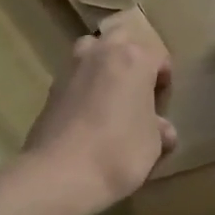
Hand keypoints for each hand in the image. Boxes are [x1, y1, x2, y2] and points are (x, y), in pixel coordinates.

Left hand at [24, 10, 176, 214]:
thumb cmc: (119, 153)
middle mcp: (102, 52)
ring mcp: (72, 67)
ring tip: (109, 94)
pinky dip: (83, 85)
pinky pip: (74, 76)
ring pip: (91, 50)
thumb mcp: (153, 145)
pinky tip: (87, 114)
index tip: (162, 99)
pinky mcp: (51, 87)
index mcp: (134, 59)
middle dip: (131, 57)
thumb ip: (159, 129)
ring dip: (102, 63)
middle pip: (121, 40)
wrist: (61, 173)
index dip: (163, 76)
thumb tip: (162, 129)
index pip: (157, 56)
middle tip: (137, 88)